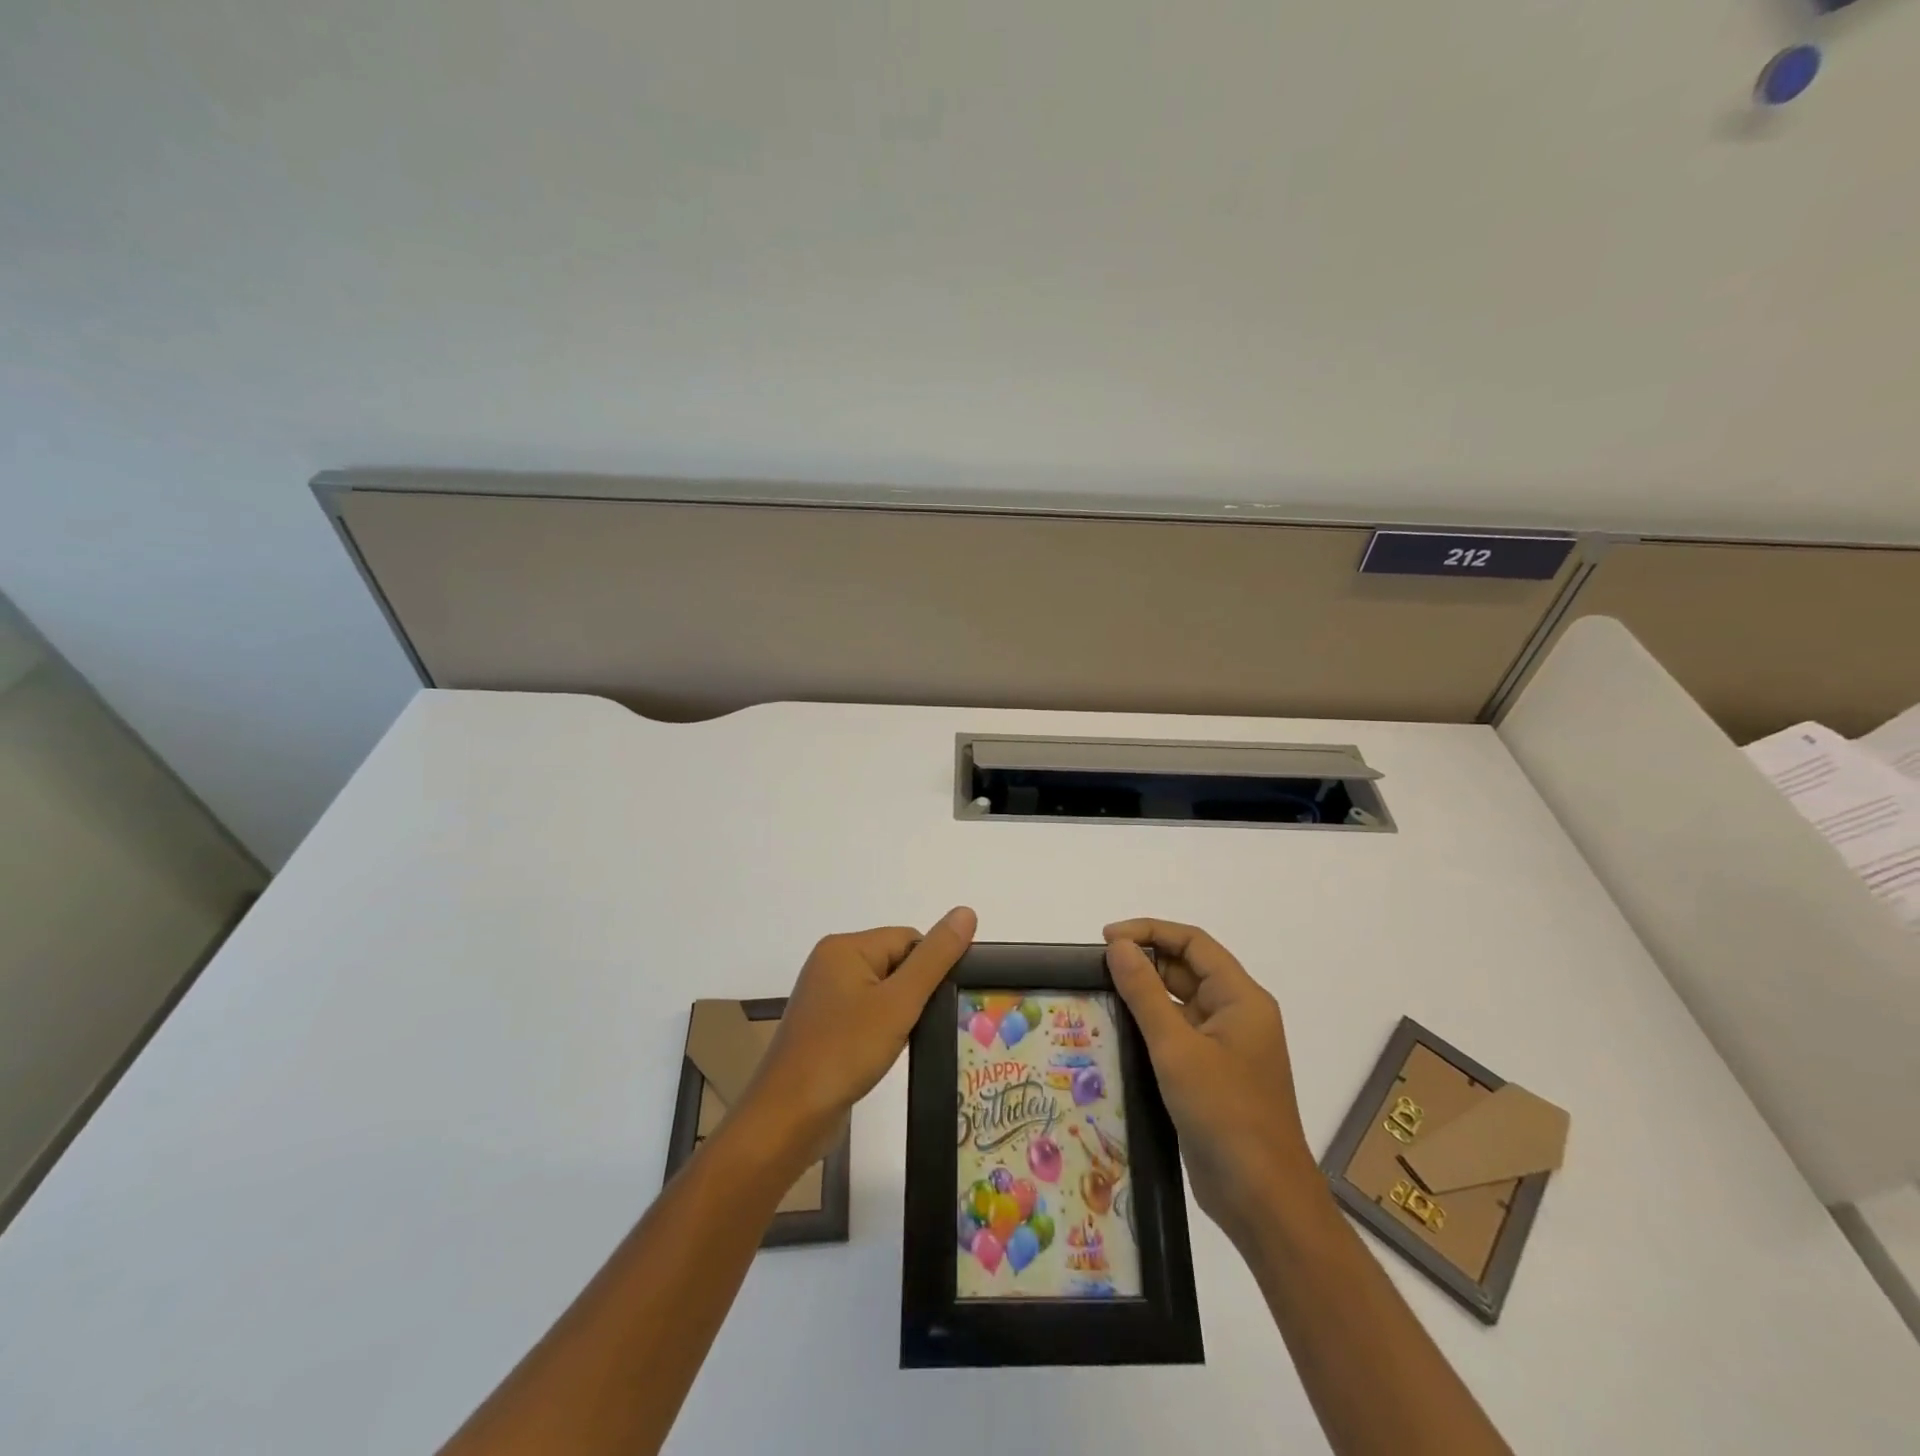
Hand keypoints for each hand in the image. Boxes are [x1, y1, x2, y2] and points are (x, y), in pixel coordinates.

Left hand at [737, 907, 977, 1163]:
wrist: (788, 1118)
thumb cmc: (844, 1052)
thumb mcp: (899, 1002)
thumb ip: (935, 958)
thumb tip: (966, 912)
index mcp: (845, 947)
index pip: (908, 939)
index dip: (929, 970)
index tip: (935, 1006)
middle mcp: (830, 963)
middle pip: (895, 962)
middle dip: (914, 993)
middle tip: (919, 1027)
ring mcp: (824, 996)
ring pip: (882, 991)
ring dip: (899, 1015)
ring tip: (902, 1043)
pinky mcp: (823, 1026)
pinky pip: (865, 1013)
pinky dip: (880, 1030)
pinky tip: (883, 1054)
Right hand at [1103, 918, 1318, 1244]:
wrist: (1263, 1200)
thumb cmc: (1225, 1114)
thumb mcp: (1176, 1047)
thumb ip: (1144, 992)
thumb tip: (1119, 946)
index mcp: (1241, 998)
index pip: (1193, 943)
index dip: (1149, 932)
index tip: (1107, 939)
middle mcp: (1236, 1015)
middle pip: (1186, 969)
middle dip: (1144, 962)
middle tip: (1096, 968)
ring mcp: (1225, 1047)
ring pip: (1179, 1003)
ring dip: (1143, 995)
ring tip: (1099, 994)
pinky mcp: (1211, 1075)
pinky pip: (1177, 1035)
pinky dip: (1149, 1027)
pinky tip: (1116, 1033)